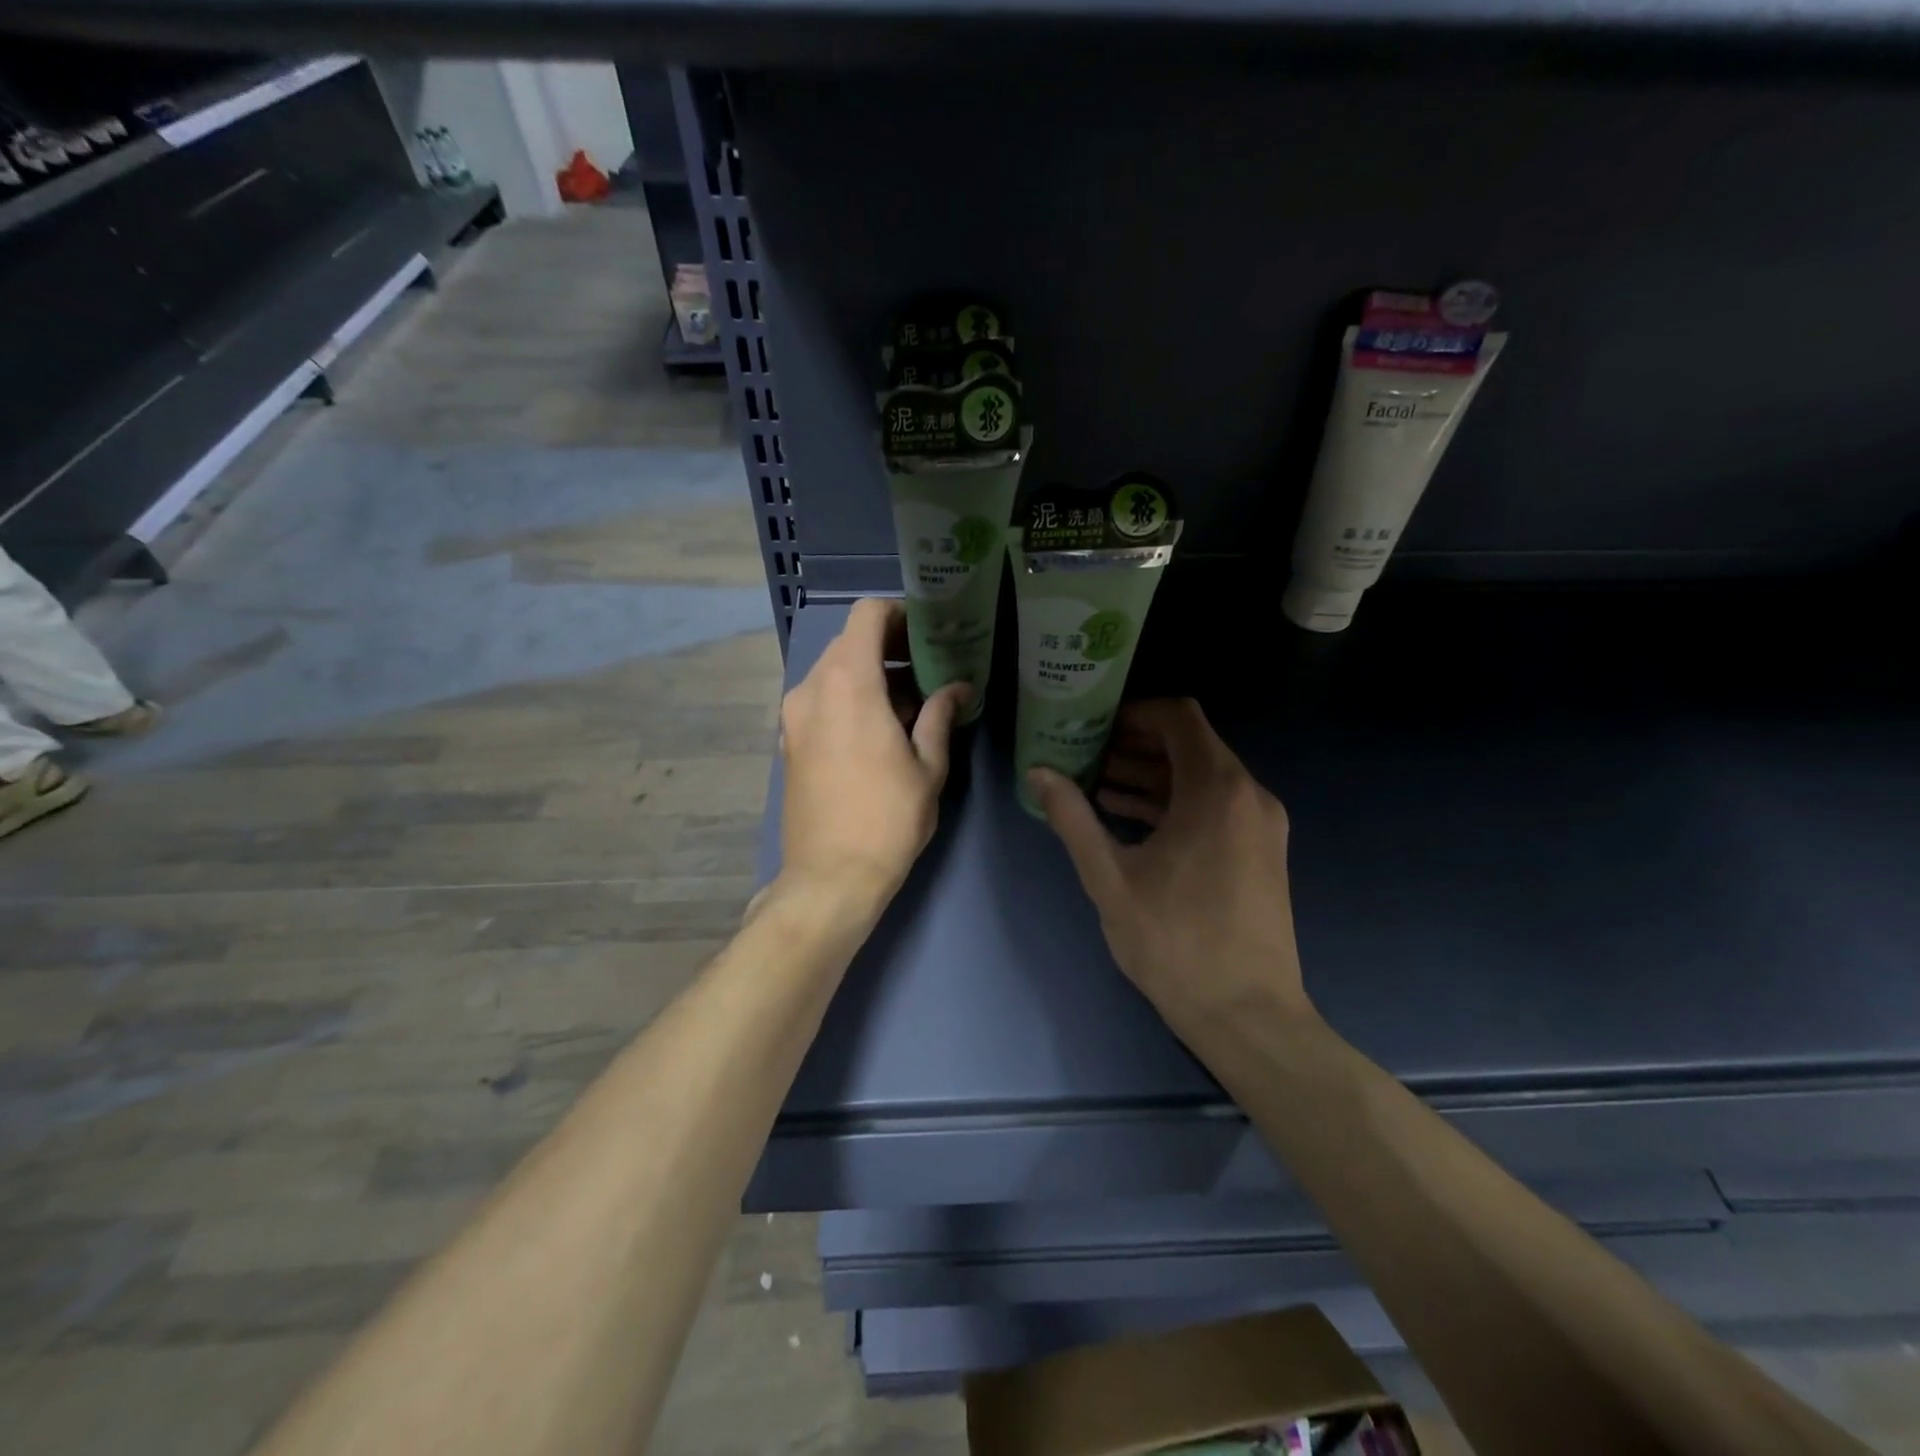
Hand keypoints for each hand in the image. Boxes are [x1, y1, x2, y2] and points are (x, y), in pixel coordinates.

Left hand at [778, 598, 969, 910]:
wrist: (829, 877)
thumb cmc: (888, 819)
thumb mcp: (928, 766)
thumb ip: (941, 715)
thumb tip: (958, 687)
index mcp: (848, 683)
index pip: (867, 615)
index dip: (900, 614)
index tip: (929, 635)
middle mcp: (812, 688)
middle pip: (851, 642)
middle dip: (891, 648)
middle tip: (930, 671)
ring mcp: (794, 715)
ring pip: (835, 671)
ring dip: (872, 675)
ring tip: (911, 705)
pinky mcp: (789, 740)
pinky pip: (822, 699)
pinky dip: (851, 698)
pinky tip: (881, 730)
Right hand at [1028, 699, 1311, 1040]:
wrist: (1248, 1015)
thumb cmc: (1175, 942)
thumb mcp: (1110, 878)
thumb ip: (1072, 818)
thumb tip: (1038, 773)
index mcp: (1217, 790)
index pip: (1179, 717)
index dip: (1134, 713)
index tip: (1094, 726)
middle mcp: (1248, 795)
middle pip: (1190, 744)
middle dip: (1135, 745)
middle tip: (1086, 754)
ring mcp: (1260, 824)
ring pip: (1202, 777)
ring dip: (1152, 775)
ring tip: (1097, 785)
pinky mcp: (1260, 851)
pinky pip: (1214, 807)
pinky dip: (1174, 803)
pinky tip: (1129, 818)